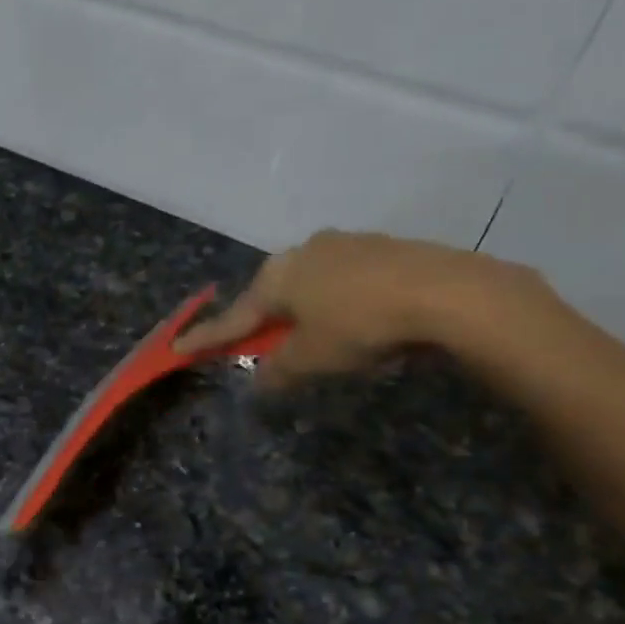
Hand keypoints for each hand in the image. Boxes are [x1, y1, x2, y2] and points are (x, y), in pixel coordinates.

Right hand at [173, 231, 526, 389]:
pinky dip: (338, 301)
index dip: (206, 338)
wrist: (447, 292)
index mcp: (276, 277)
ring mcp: (344, 244)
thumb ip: (278, 370)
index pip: (233, 317)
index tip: (177, 347)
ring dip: (304, 311)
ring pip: (309, 284)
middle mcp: (303, 252)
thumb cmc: (361, 326)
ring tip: (318, 337)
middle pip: (271, 295)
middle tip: (261, 346)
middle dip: (263, 321)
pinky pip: (344, 279)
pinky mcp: (381, 247)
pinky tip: (357, 319)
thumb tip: (261, 378)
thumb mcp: (311, 359)